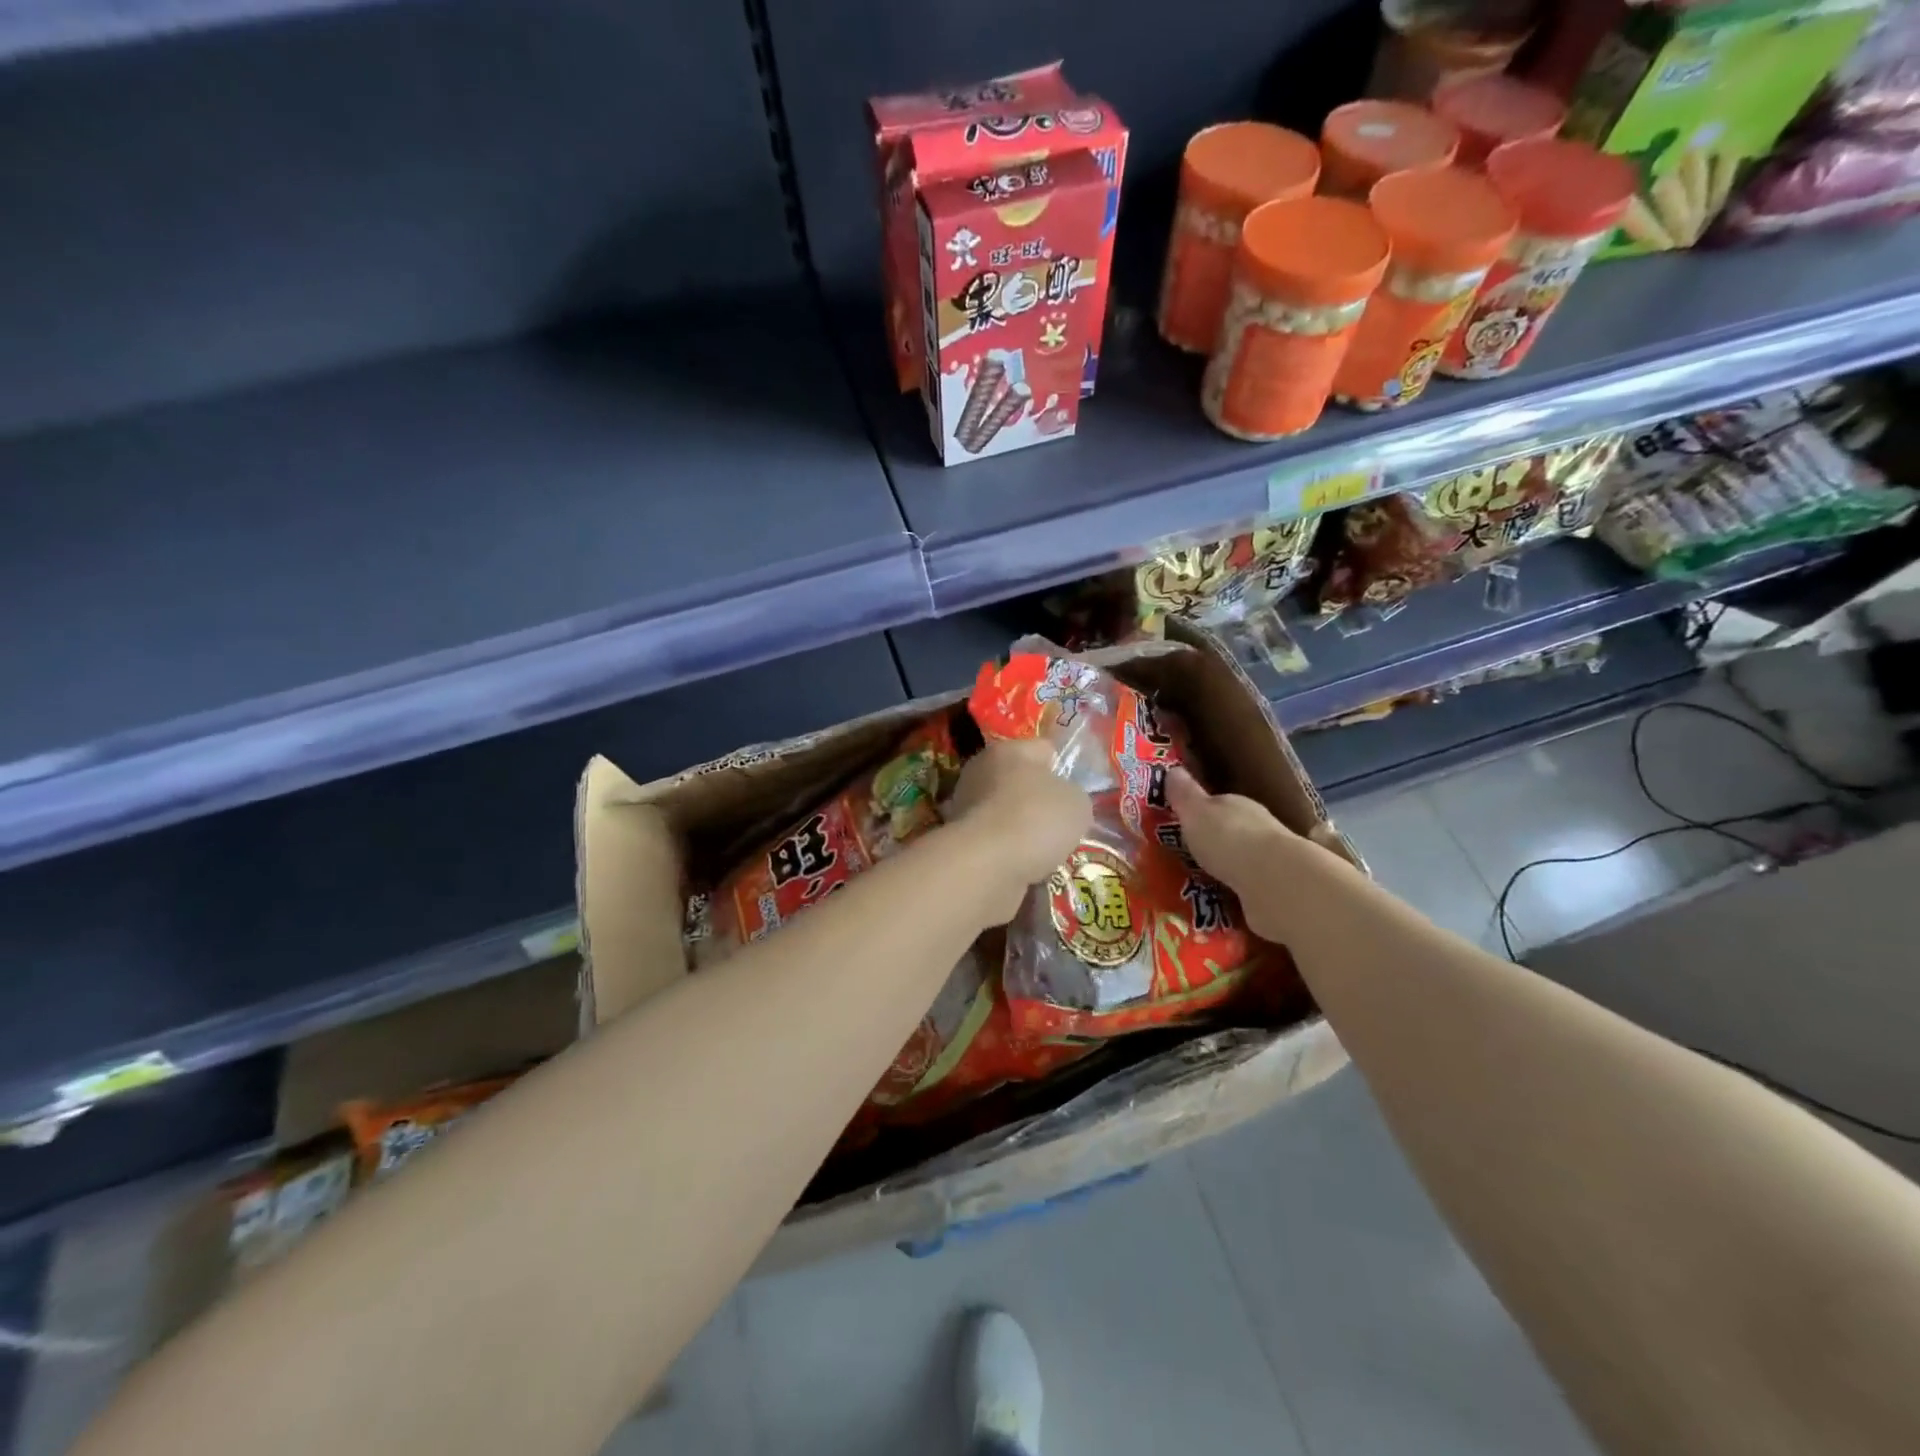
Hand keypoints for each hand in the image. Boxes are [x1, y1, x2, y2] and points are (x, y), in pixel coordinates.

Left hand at [946, 739, 1091, 923]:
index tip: (1077, 792)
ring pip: (1006, 814)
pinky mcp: (960, 839)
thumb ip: (1074, 795)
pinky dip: (1009, 852)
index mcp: (1009, 750)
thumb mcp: (1078, 804)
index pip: (1044, 749)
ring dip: (1023, 830)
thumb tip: (1064, 801)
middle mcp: (980, 771)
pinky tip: (1025, 866)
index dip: (1064, 768)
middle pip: (1020, 782)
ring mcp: (964, 806)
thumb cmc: (1035, 820)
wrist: (986, 865)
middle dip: (1040, 802)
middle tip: (1063, 825)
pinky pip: (995, 842)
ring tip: (1046, 852)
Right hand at [1165, 766, 1324, 944]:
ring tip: (1204, 879)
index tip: (1184, 822)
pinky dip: (1239, 889)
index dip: (1200, 811)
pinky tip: (1224, 898)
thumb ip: (1184, 794)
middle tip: (1190, 853)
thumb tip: (1172, 770)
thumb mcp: (1195, 811)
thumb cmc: (1228, 838)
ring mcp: (1270, 859)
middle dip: (1215, 840)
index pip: (1218, 803)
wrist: (1274, 880)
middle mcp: (1258, 827)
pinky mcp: (1276, 888)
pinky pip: (1250, 885)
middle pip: (1232, 830)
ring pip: (1244, 858)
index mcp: (1237, 804)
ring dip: (1229, 866)